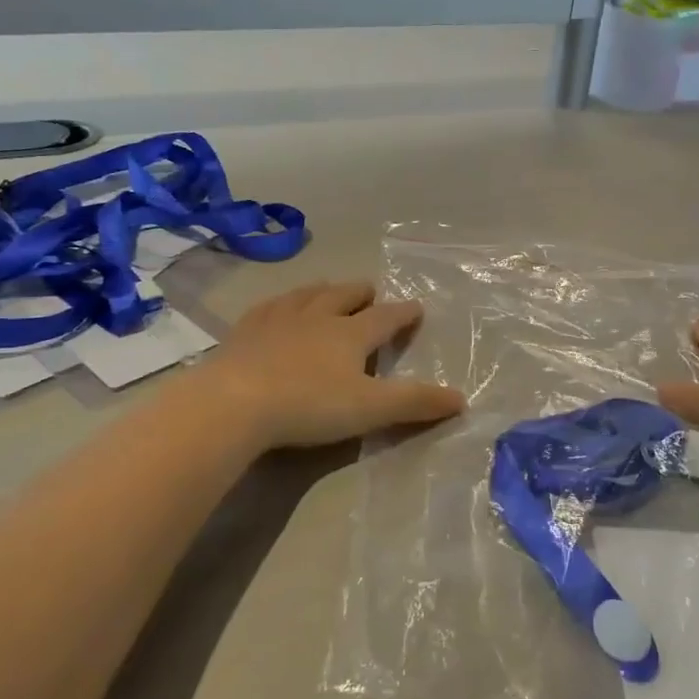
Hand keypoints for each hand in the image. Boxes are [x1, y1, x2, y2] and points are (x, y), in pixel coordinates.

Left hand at [198, 280, 465, 450]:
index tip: (417, 307)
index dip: (404, 313)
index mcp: (350, 334)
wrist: (236, 402)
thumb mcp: (371, 409)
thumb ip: (415, 403)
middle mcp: (317, 316)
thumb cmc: (310, 405)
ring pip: (306, 295)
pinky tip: (275, 308)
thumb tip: (462, 399)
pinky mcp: (244, 331)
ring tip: (326, 289)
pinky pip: (268, 307)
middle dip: (361, 293)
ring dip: (322, 291)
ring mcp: (277, 319)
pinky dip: (280, 303)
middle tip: (370, 291)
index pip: (385, 317)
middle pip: (344, 296)